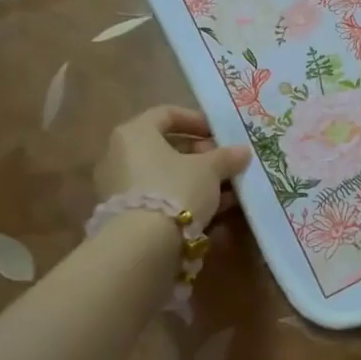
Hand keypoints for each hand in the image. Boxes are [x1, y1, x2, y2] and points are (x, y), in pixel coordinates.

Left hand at [94, 105, 251, 230]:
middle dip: (200, 154)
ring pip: (164, 175)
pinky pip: (159, 197)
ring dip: (195, 179)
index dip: (196, 121)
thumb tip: (242, 151)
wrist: (143, 245)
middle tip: (225, 162)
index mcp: (135, 133)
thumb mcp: (210, 169)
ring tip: (226, 189)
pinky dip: (183, 198)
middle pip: (165, 147)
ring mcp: (118, 186)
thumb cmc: (176, 188)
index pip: (166, 114)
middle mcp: (119, 155)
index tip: (220, 133)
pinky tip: (211, 209)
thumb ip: (226, 157)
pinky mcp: (124, 215)